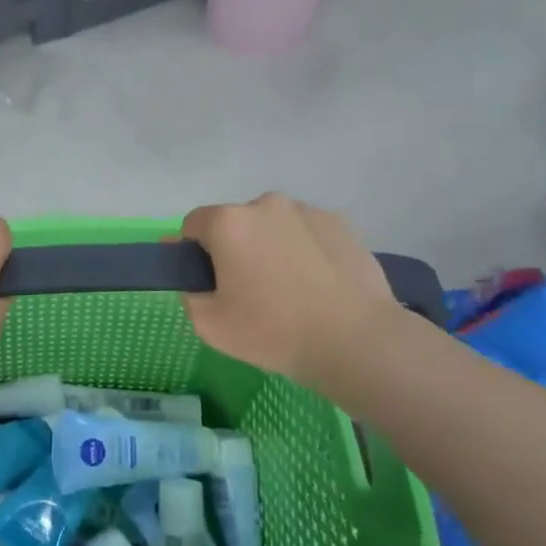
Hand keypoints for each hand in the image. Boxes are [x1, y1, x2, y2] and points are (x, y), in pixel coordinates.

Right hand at [181, 194, 399, 388]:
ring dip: (272, 246)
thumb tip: (194, 277)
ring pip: (274, 226)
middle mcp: (266, 204)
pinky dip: (305, 250)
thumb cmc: (273, 332)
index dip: (194, 253)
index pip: (193, 225)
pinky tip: (318, 284)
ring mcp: (307, 211)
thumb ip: (189, 293)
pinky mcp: (342, 224)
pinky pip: (308, 232)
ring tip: (290, 289)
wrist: (357, 342)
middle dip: (235, 248)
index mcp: (228, 222)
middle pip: (236, 222)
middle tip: (249, 290)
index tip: (209, 282)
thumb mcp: (209, 325)